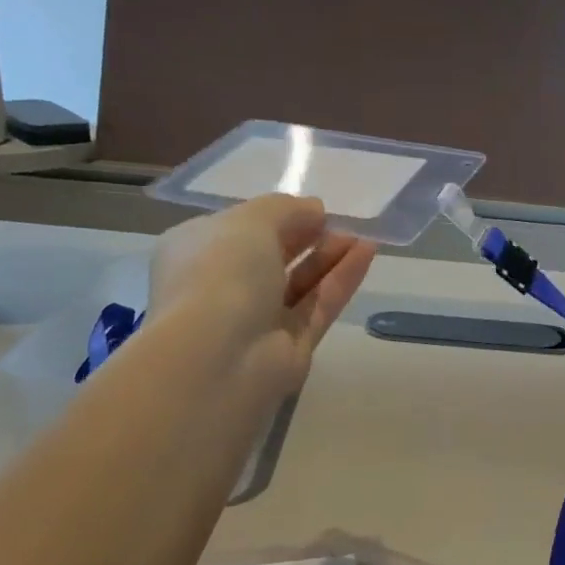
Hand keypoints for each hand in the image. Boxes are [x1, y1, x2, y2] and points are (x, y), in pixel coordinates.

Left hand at [147, 195, 374, 400]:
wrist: (219, 355)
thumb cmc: (221, 273)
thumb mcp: (250, 221)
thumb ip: (286, 210)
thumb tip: (314, 210)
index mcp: (197, 252)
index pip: (238, 230)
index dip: (277, 217)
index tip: (312, 209)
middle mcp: (225, 286)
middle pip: (274, 258)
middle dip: (308, 238)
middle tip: (341, 223)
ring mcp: (258, 320)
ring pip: (301, 284)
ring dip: (330, 257)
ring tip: (362, 237)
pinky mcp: (291, 346)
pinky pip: (319, 306)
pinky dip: (342, 280)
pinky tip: (367, 253)